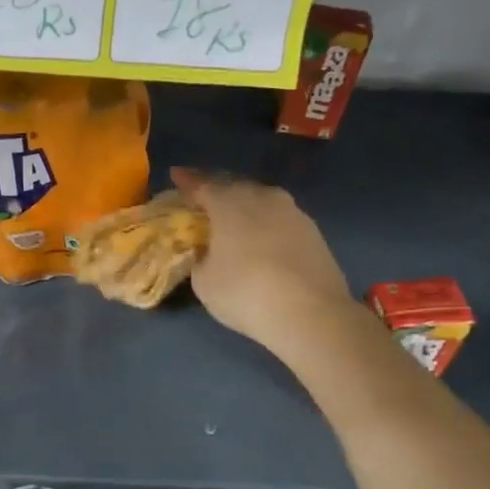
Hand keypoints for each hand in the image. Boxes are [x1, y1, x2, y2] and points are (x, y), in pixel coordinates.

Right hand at [172, 168, 355, 359]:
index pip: (201, 185)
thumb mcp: (204, 281)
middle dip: (216, 191)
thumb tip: (209, 251)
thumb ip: (201, 257)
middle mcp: (262, 197)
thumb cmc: (246, 293)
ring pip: (260, 201)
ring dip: (244, 208)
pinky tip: (261, 241)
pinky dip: (265, 225)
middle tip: (202, 200)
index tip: (176, 174)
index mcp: (229, 203)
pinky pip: (279, 220)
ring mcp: (292, 212)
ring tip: (233, 221)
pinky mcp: (313, 231)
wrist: (311, 313)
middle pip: (233, 187)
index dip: (186, 181)